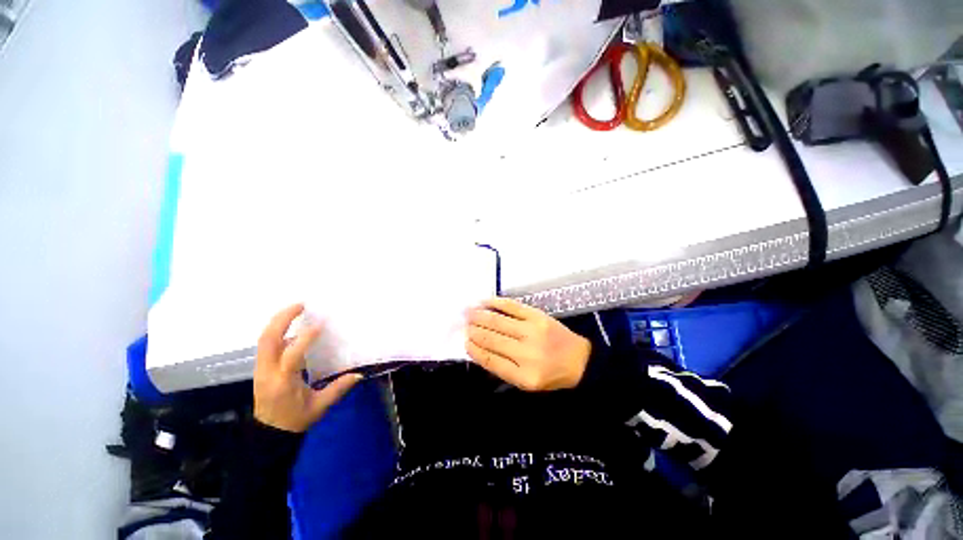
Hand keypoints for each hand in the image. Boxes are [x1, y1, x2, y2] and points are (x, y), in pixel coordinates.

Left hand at [253, 303, 360, 432]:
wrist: (268, 433)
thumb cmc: (295, 420)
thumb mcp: (320, 407)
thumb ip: (339, 389)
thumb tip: (359, 374)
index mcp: (284, 382)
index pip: (291, 355)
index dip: (305, 338)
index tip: (320, 324)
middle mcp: (268, 372)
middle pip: (268, 340)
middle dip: (282, 319)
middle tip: (300, 305)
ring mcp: (261, 369)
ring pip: (263, 339)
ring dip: (278, 321)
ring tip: (295, 309)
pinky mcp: (261, 368)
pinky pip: (266, 344)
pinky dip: (276, 330)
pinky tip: (290, 325)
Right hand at [466, 297, 590, 391]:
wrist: (579, 359)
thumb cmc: (551, 374)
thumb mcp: (526, 382)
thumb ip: (503, 368)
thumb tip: (479, 350)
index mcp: (523, 375)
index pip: (491, 360)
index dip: (474, 350)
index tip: (464, 342)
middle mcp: (526, 353)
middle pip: (492, 339)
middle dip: (474, 331)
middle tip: (463, 325)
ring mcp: (532, 331)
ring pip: (498, 322)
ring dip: (480, 316)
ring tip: (468, 313)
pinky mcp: (538, 316)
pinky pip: (512, 306)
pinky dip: (496, 303)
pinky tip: (485, 302)